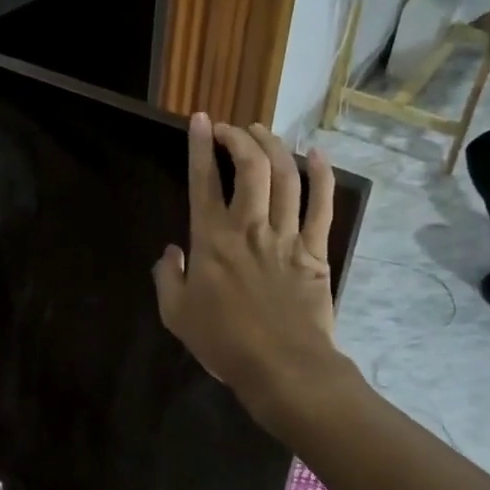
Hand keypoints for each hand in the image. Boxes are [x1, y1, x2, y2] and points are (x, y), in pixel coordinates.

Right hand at [152, 117, 342, 434]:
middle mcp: (249, 226)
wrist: (283, 368)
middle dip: (239, 137)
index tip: (199, 120)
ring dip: (273, 146)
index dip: (200, 145)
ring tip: (262, 131)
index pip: (203, 180)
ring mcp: (286, 235)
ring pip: (285, 176)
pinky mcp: (314, 250)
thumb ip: (168, 277)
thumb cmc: (225, 343)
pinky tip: (315, 154)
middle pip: (251, 166)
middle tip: (230, 128)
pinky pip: (322, 205)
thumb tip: (171, 251)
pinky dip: (321, 176)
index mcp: (212, 239)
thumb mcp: (176, 314)